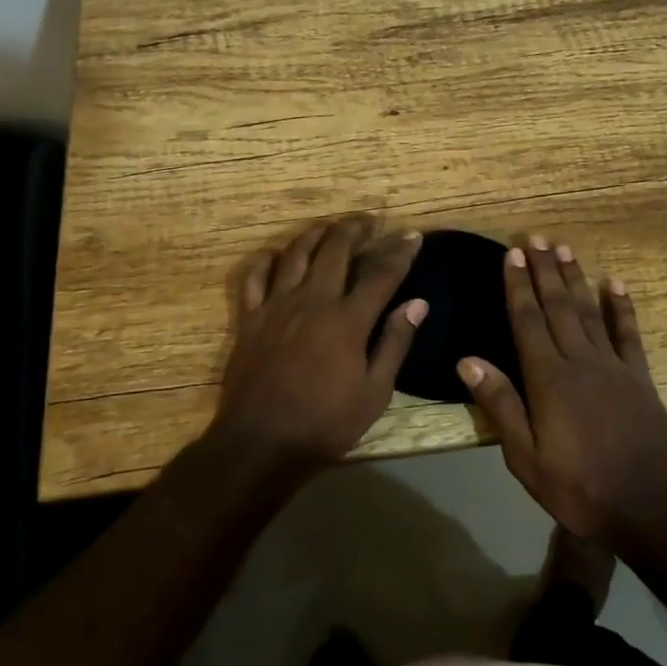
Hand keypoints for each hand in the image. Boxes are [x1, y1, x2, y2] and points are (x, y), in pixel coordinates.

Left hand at [208, 215, 427, 475]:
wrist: (260, 444)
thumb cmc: (325, 423)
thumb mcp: (374, 392)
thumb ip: (395, 343)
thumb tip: (417, 303)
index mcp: (347, 320)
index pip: (381, 273)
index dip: (400, 252)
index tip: (413, 236)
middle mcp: (313, 301)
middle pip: (335, 249)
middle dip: (355, 228)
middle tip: (369, 222)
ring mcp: (276, 306)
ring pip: (296, 253)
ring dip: (316, 233)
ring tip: (330, 227)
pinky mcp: (249, 318)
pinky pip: (254, 276)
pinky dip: (267, 259)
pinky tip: (277, 254)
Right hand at [457, 238, 666, 541]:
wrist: (649, 505)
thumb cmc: (579, 487)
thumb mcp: (526, 458)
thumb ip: (500, 406)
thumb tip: (467, 361)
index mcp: (548, 379)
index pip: (527, 321)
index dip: (518, 286)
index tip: (512, 254)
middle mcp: (579, 361)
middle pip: (557, 307)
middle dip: (544, 271)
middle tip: (535, 238)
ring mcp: (613, 366)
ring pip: (589, 311)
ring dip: (575, 278)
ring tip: (564, 249)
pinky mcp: (638, 377)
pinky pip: (628, 333)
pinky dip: (621, 306)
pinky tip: (614, 283)